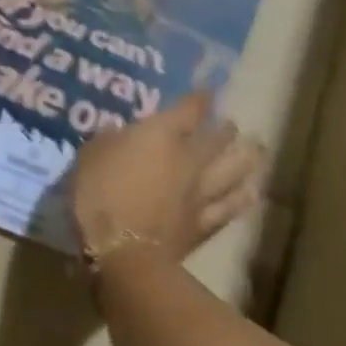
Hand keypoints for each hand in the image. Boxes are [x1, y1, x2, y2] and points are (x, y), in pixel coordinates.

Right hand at [70, 92, 264, 263]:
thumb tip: (118, 132)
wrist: (123, 254)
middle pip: (218, 140)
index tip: (209, 92)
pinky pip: (228, 209)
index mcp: (162, 135)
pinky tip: (250, 195)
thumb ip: (108, 141)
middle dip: (227, 130)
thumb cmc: (100, 197)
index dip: (202, 98)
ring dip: (246, 160)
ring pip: (233, 172)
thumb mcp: (90, 157)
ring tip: (256, 153)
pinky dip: (240, 201)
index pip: (190, 109)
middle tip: (232, 126)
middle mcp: (189, 159)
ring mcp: (200, 194)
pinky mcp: (203, 226)